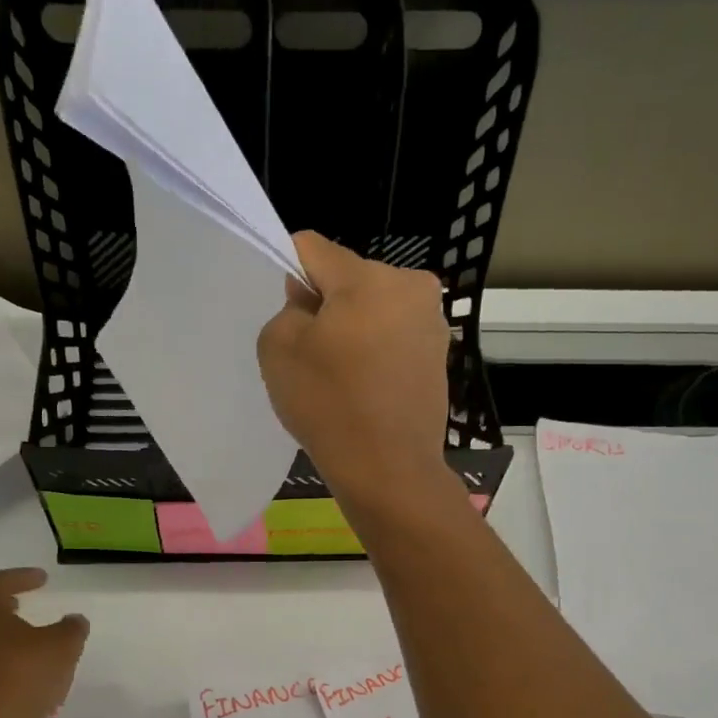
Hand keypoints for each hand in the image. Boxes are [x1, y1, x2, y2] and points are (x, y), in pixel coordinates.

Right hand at [258, 232, 454, 511]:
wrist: (388, 469)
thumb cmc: (328, 405)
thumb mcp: (278, 349)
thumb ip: (286, 309)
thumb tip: (309, 301)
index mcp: (370, 277)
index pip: (313, 248)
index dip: (289, 274)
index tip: (287, 317)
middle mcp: (411, 286)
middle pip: (348, 278)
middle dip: (327, 305)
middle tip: (313, 355)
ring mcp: (432, 322)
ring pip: (374, 308)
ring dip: (354, 329)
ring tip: (341, 376)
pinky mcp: (440, 355)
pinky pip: (394, 337)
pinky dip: (376, 352)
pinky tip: (364, 388)